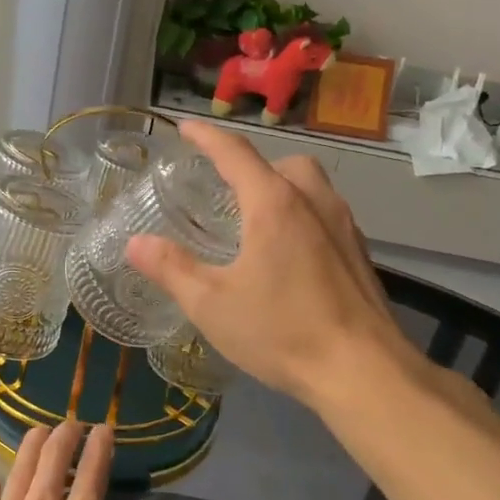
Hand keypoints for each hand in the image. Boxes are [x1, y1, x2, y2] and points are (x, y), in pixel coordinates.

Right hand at [125, 120, 418, 406]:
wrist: (364, 372)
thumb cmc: (282, 331)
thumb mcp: (211, 304)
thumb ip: (171, 269)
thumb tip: (135, 244)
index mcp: (274, 204)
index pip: (235, 153)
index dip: (206, 136)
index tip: (185, 127)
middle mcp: (314, 202)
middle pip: (282, 164)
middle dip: (252, 166)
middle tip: (225, 190)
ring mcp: (344, 227)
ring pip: (311, 186)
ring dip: (282, 188)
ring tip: (255, 221)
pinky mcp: (360, 254)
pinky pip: (327, 215)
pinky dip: (303, 216)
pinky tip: (289, 256)